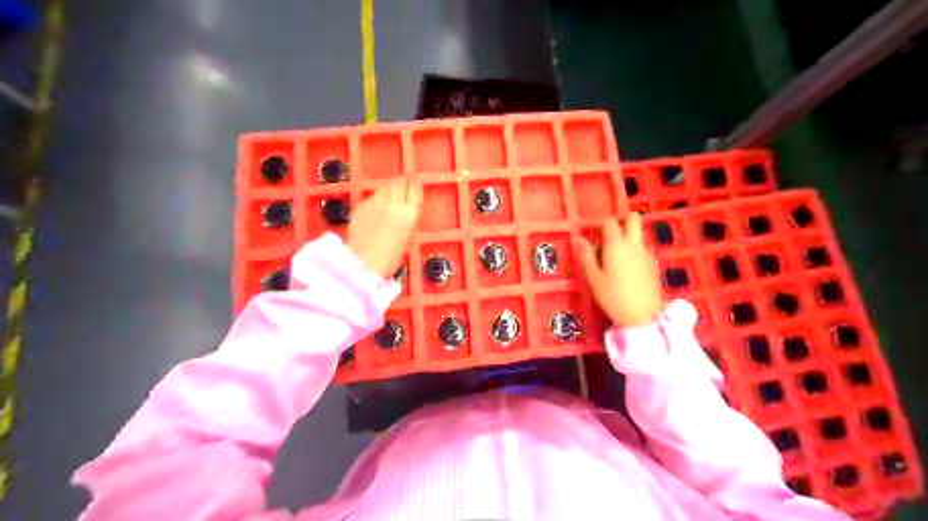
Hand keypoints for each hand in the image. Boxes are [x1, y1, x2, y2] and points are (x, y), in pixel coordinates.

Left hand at [347, 176, 422, 277]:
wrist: (362, 264)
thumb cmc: (389, 260)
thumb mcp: (405, 239)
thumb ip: (406, 220)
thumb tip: (405, 210)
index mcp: (408, 213)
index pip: (414, 191)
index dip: (415, 186)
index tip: (416, 183)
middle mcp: (393, 203)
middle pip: (399, 184)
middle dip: (402, 183)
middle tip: (404, 184)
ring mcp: (375, 203)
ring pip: (384, 188)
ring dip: (389, 189)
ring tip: (391, 194)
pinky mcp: (360, 207)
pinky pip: (372, 198)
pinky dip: (377, 200)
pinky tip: (376, 207)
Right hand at [579, 210, 663, 325]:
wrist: (644, 316)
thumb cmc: (613, 297)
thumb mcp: (593, 279)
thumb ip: (587, 257)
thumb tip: (581, 240)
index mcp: (616, 245)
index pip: (609, 222)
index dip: (600, 224)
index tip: (593, 232)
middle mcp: (633, 244)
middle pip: (633, 219)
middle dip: (623, 219)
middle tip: (611, 233)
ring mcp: (647, 253)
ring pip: (639, 234)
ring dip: (629, 236)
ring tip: (616, 255)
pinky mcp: (654, 264)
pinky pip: (643, 249)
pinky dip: (635, 250)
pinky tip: (627, 268)